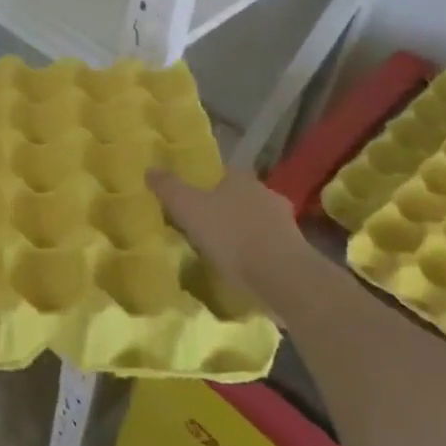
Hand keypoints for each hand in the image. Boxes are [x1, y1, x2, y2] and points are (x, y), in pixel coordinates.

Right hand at [150, 167, 306, 312]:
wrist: (282, 276)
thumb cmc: (231, 234)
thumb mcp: (188, 208)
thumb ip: (168, 187)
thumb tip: (150, 168)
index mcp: (240, 178)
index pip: (219, 173)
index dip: (203, 184)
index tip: (189, 200)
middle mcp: (265, 193)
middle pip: (237, 196)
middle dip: (222, 208)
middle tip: (201, 225)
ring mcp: (284, 222)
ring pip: (254, 221)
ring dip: (240, 232)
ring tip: (221, 250)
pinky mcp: (295, 250)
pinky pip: (267, 246)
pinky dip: (254, 253)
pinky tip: (242, 267)